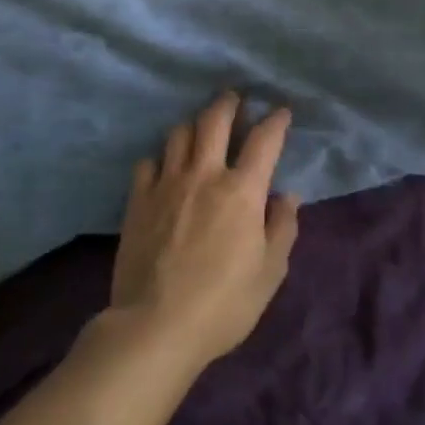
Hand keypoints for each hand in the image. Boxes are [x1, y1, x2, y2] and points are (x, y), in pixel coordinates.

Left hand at [108, 92, 300, 371]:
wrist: (155, 326)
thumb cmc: (224, 304)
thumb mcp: (270, 272)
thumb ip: (282, 227)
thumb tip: (286, 196)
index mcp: (242, 191)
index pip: (264, 140)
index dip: (276, 120)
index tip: (281, 111)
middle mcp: (204, 175)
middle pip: (214, 120)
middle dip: (228, 103)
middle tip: (234, 98)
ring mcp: (167, 184)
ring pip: (179, 134)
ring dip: (194, 125)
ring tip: (200, 129)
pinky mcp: (138, 200)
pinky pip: (147, 163)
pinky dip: (160, 158)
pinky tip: (164, 167)